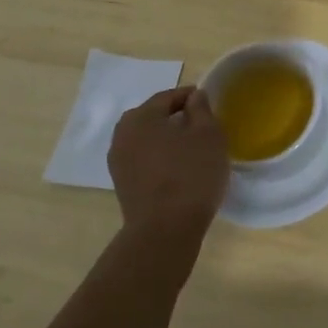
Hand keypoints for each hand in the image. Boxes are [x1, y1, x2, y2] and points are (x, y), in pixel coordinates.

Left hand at [107, 87, 228, 255]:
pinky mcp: (122, 184)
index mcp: (141, 117)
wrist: (165, 231)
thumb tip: (194, 97)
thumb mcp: (208, 135)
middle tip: (201, 124)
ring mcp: (118, 162)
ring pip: (147, 139)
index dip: (190, 96)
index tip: (209, 102)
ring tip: (191, 148)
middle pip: (153, 116)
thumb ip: (201, 109)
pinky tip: (178, 168)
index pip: (167, 97)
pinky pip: (143, 159)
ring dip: (166, 138)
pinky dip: (159, 157)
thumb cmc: (191, 174)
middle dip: (175, 116)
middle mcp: (122, 135)